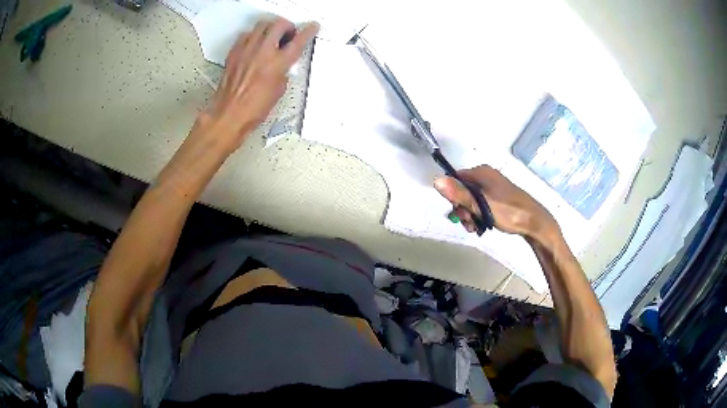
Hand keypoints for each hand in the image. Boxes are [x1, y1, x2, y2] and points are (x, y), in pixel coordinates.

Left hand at [197, 18, 318, 152]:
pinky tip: (254, 45)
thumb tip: (282, 63)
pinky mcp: (234, 52)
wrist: (229, 114)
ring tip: (271, 37)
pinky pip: (246, 35)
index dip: (308, 31)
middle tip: (288, 34)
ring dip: (270, 28)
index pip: (298, 41)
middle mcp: (263, 52)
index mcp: (278, 63)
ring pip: (262, 25)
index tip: (312, 27)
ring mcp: (247, 50)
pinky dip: (253, 36)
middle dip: (287, 26)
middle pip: (279, 24)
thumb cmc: (254, 109)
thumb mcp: (278, 90)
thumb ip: (283, 71)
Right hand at [434, 165, 558, 239]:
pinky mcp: (498, 198)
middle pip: (463, 191)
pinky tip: (481, 226)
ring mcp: (493, 187)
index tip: (460, 212)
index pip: (456, 179)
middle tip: (470, 223)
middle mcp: (486, 176)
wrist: (534, 222)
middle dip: (463, 209)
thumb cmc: (508, 212)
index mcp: (482, 173)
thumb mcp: (481, 205)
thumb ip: (459, 194)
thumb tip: (436, 180)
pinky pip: (481, 204)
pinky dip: (478, 215)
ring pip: (471, 200)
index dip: (454, 196)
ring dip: (470, 215)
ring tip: (476, 228)